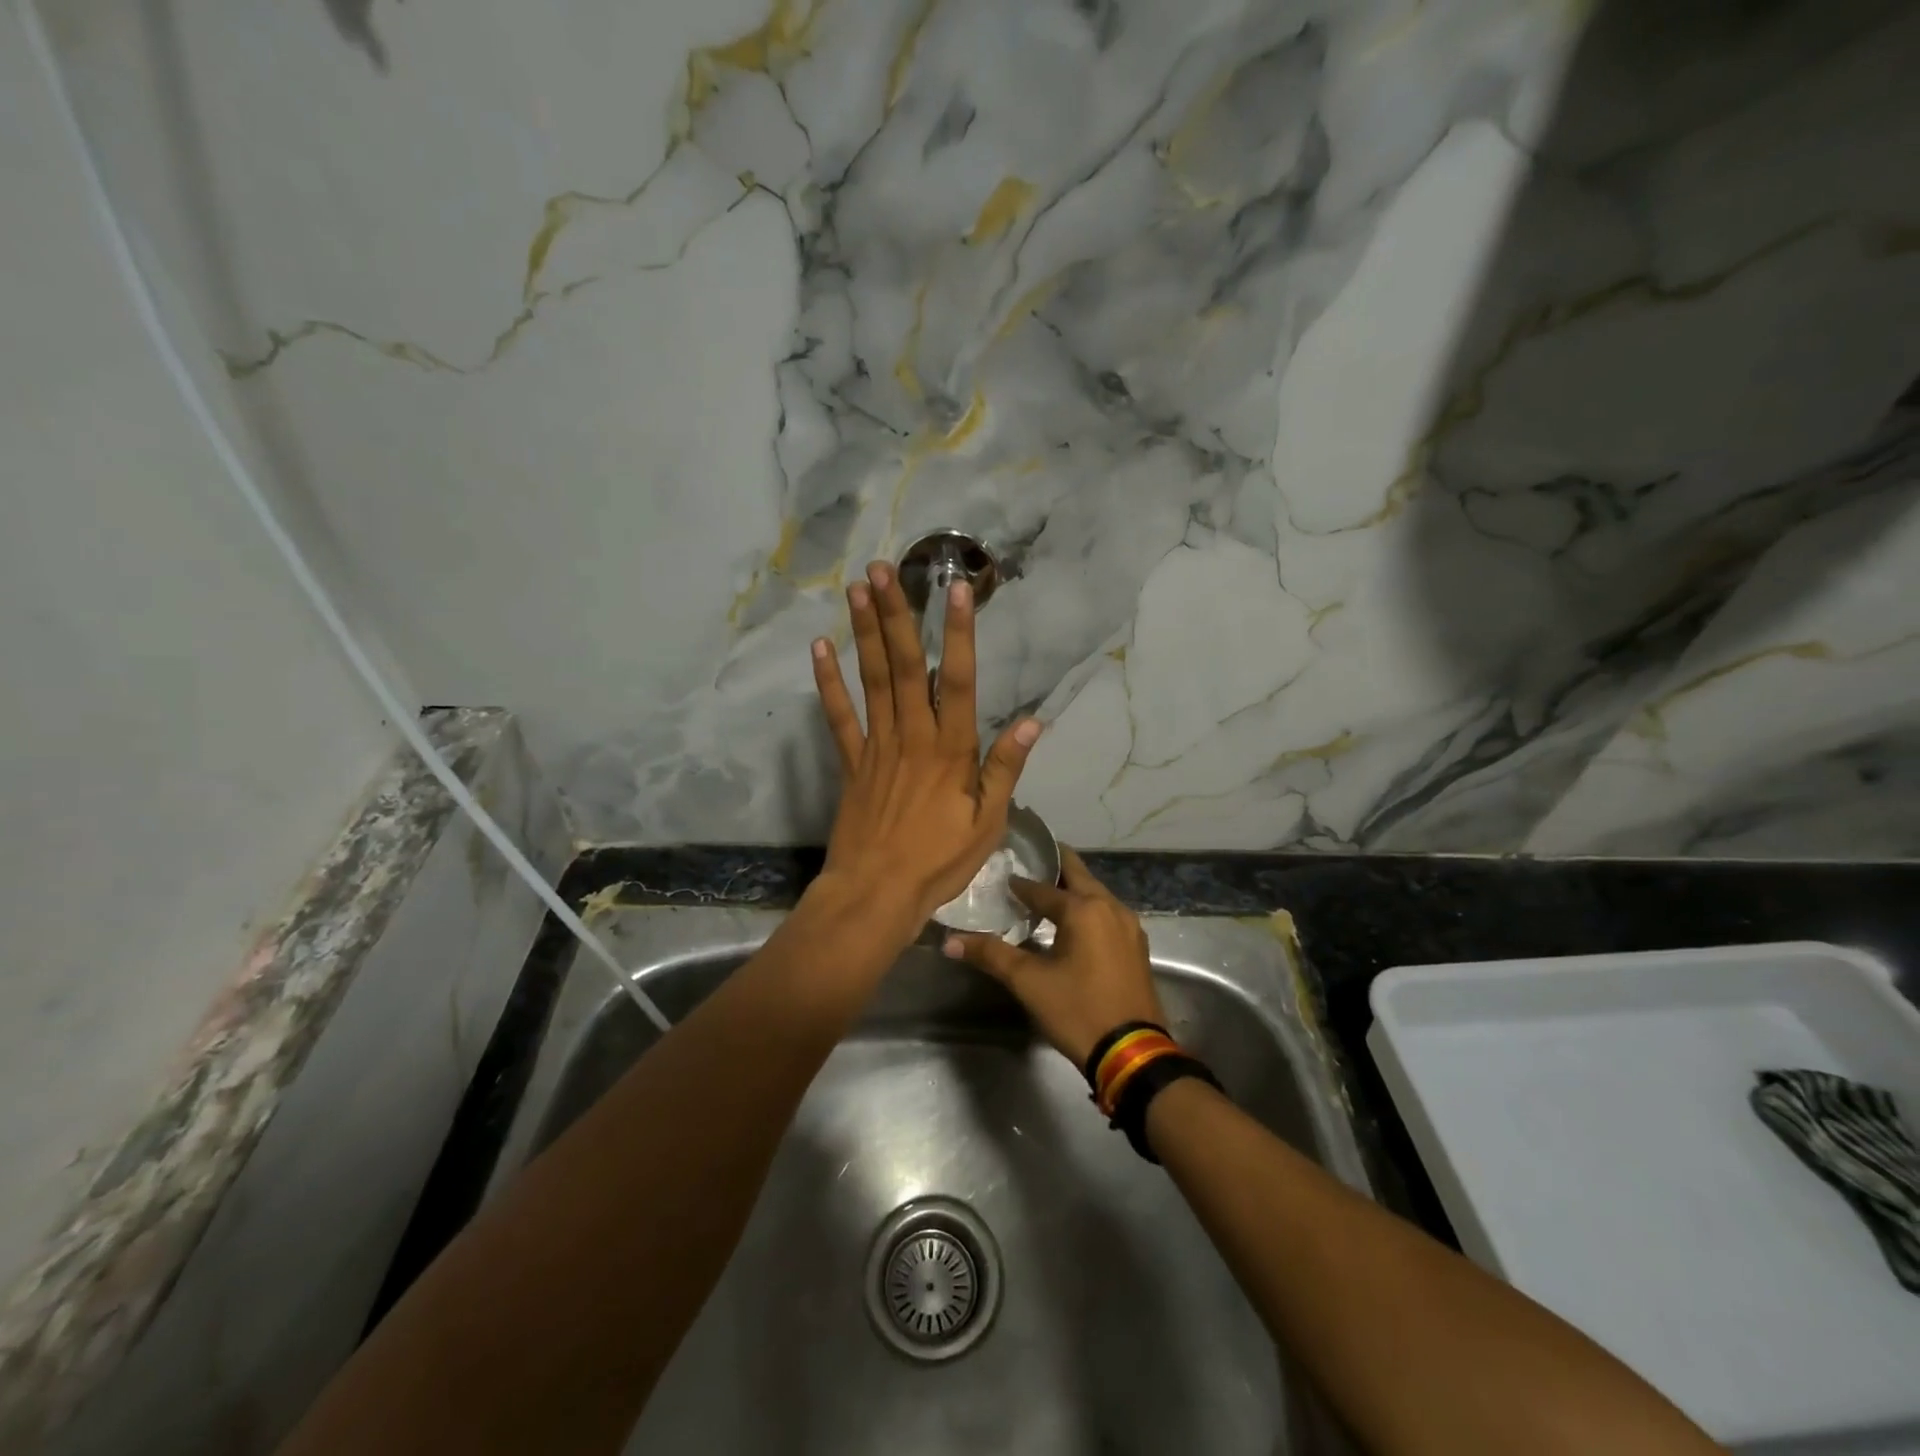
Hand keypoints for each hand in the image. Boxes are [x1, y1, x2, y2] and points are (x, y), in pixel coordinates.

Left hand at [809, 560, 1042, 934]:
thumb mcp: (988, 822)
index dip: (959, 633)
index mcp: (951, 750)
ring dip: (865, 633)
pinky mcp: (851, 763)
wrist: (877, 893)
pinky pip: (839, 717)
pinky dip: (828, 683)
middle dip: (897, 615)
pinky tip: (821, 648)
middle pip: (906, 667)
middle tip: (885, 569)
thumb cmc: (939, 861)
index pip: (960, 681)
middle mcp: (913, 736)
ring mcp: (877, 746)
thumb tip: (1033, 723)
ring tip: (857, 589)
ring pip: (872, 680)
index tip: (956, 589)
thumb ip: (1005, 769)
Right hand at [942, 847, 1163, 1067]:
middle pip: (1078, 875)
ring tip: (1044, 897)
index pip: (1042, 888)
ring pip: (1095, 894)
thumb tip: (949, 941)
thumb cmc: (1078, 1010)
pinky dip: (1087, 909)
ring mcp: (1129, 926)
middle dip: (1053, 868)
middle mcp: (1110, 907)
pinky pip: (1107, 913)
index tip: (1000, 880)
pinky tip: (1072, 926)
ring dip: (1071, 890)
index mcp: (1084, 909)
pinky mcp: (1136, 946)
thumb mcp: (1029, 983)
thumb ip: (991, 955)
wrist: (1132, 1054)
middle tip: (1026, 867)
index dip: (1019, 885)